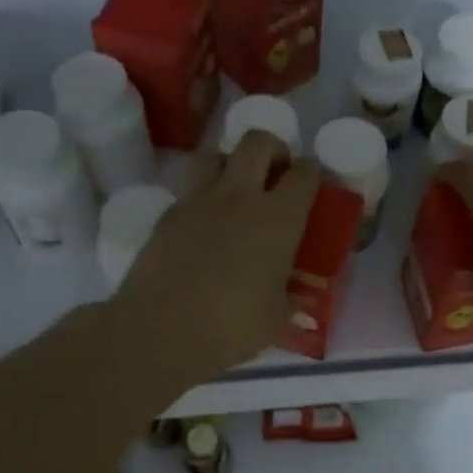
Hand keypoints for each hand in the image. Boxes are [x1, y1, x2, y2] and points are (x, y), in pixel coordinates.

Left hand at [109, 130, 319, 394]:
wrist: (161, 331)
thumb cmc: (232, 326)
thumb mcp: (276, 316)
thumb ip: (288, 297)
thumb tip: (293, 298)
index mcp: (278, 218)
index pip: (304, 173)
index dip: (312, 173)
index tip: (312, 184)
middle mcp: (239, 197)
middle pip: (257, 141)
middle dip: (272, 149)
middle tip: (275, 174)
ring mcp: (198, 202)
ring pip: (214, 155)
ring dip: (229, 164)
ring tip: (235, 190)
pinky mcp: (166, 216)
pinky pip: (188, 191)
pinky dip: (201, 199)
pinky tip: (203, 227)